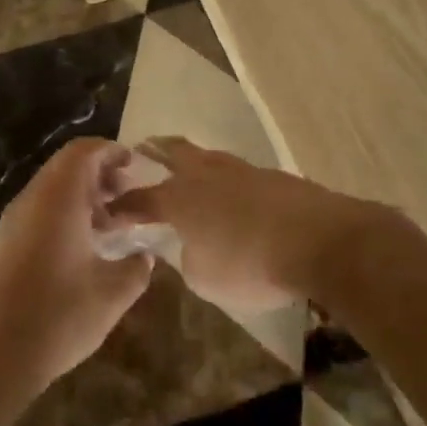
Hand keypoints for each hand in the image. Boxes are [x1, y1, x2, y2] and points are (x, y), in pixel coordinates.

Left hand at [0, 139, 152, 399]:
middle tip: (126, 196)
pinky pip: (37, 211)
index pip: (83, 151)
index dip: (111, 152)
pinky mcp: (2, 242)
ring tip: (108, 225)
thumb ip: (136, 268)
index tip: (134, 167)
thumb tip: (145, 256)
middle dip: (99, 174)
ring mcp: (12, 221)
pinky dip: (61, 214)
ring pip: (50, 189)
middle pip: (65, 166)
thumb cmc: (60, 316)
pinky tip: (80, 249)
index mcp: (58, 198)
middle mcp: (31, 199)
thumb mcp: (112, 294)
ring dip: (81, 196)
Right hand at [115, 137, 379, 310]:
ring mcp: (240, 169)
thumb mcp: (206, 278)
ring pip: (207, 156)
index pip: (139, 198)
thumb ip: (189, 258)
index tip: (108, 210)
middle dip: (154, 150)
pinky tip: (232, 192)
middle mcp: (204, 174)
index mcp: (179, 198)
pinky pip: (237, 172)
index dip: (122, 205)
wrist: (318, 239)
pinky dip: (226, 179)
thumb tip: (192, 245)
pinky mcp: (271, 175)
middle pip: (172, 151)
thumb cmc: (250, 263)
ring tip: (187, 166)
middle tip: (142, 147)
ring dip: (192, 160)